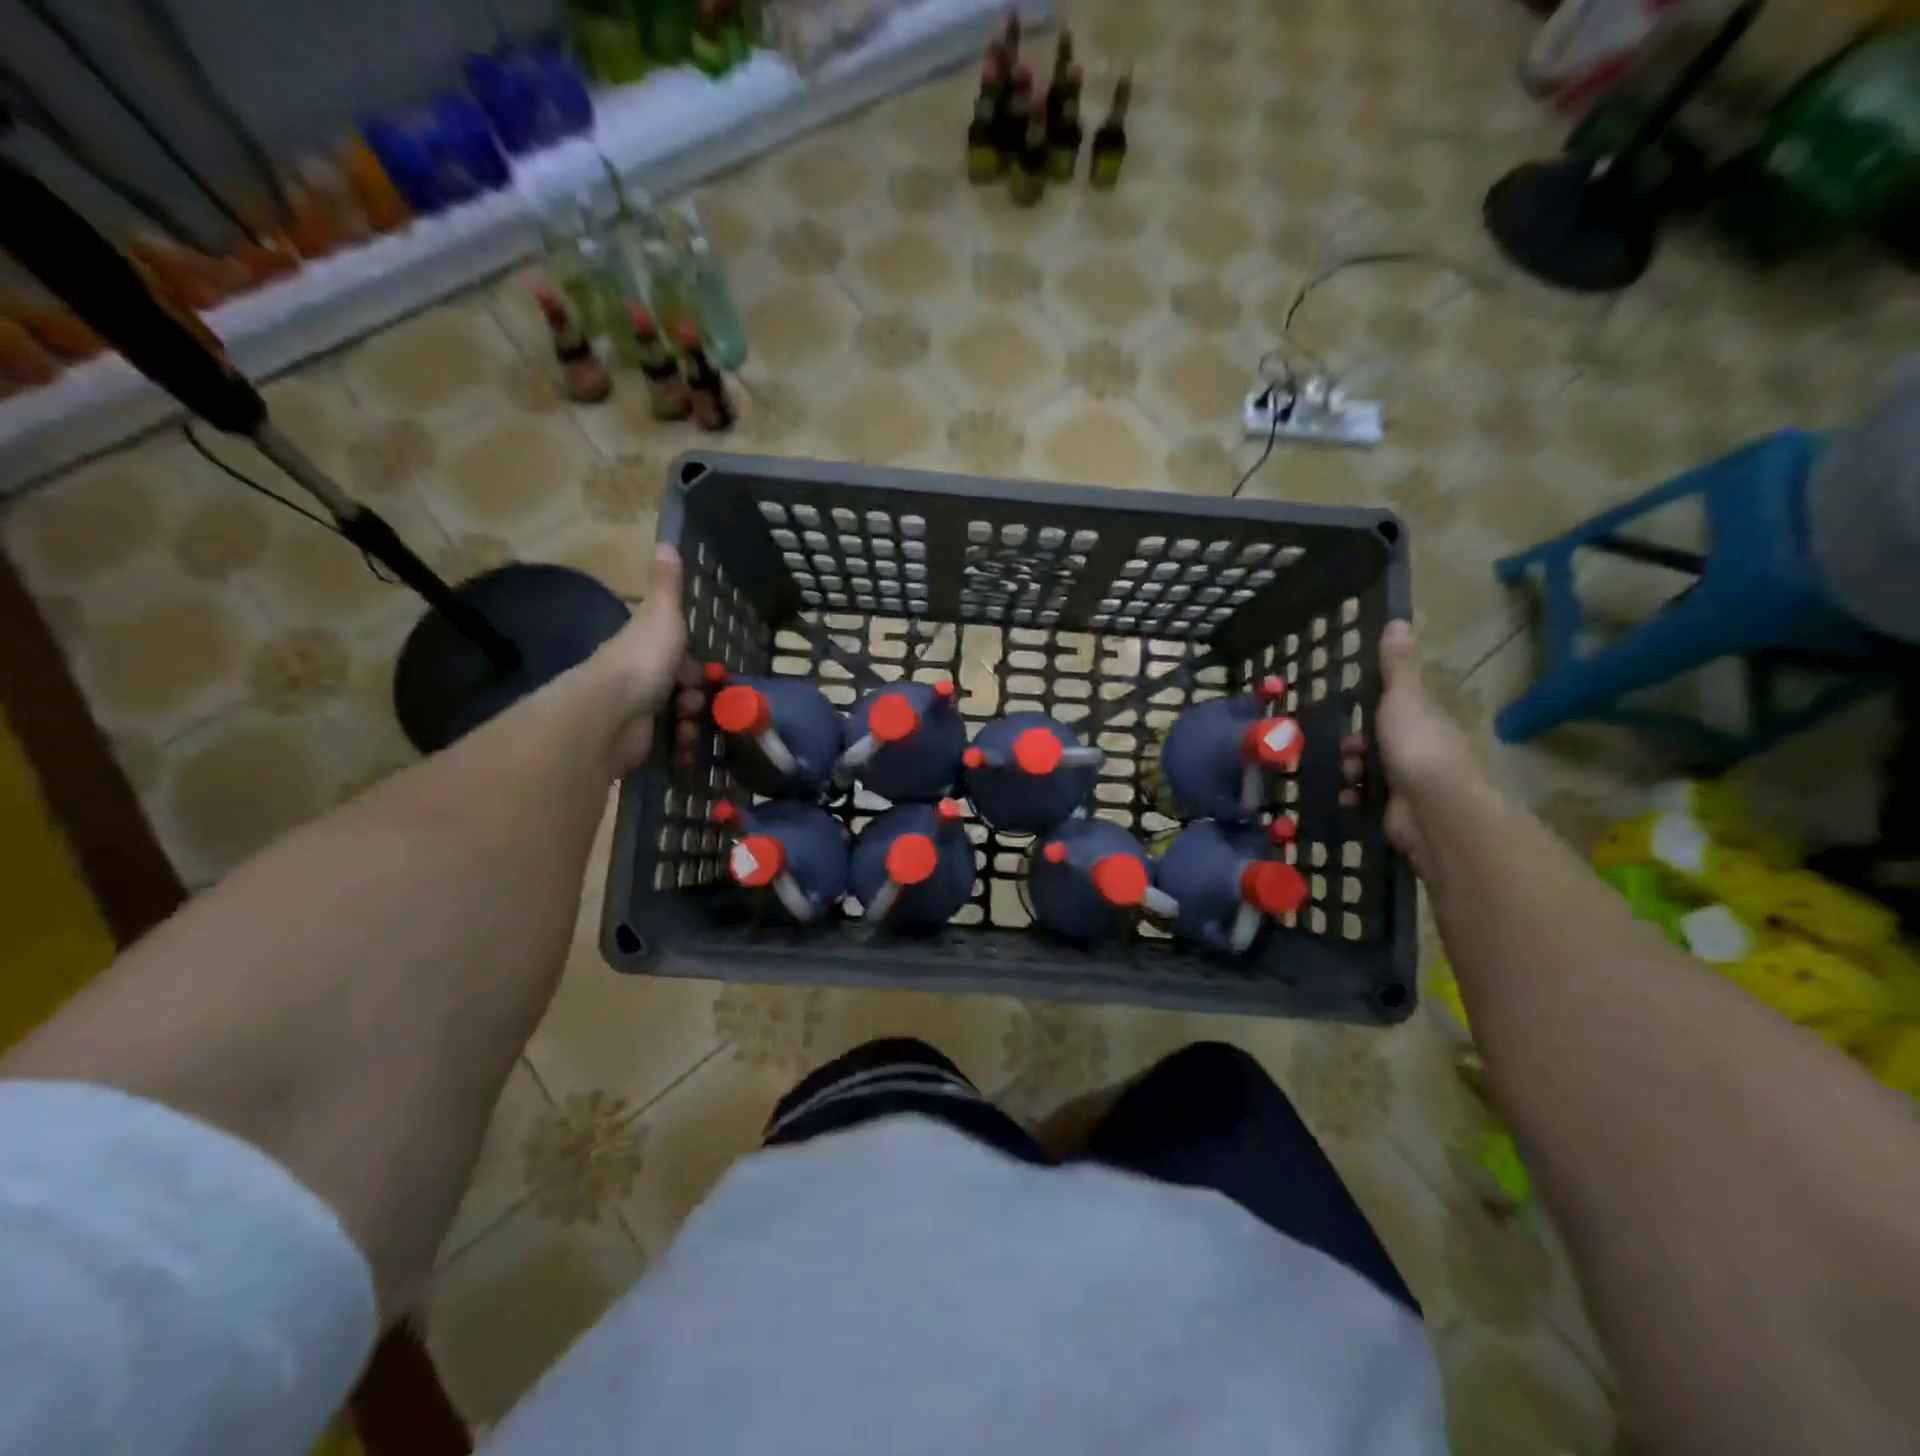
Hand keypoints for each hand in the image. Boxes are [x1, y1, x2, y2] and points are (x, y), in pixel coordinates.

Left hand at [593, 545, 699, 773]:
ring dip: (691, 725)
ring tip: (685, 728)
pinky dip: (681, 750)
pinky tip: (682, 749)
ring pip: (680, 720)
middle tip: (696, 703)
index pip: (681, 660)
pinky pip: (670, 748)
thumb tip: (666, 540)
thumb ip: (668, 586)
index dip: (698, 669)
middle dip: (698, 700)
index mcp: (647, 650)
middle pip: (684, 691)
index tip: (709, 677)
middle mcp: (641, 681)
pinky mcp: (640, 744)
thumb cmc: (642, 659)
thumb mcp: (662, 615)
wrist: (611, 712)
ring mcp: (639, 714)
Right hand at [1339, 620, 1480, 882]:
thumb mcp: (1403, 697)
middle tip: (1348, 749)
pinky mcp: (1398, 812)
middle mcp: (1422, 751)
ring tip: (1350, 776)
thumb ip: (1397, 665)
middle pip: (1377, 741)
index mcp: (1427, 721)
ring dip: (1351, 771)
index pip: (1397, 709)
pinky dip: (1355, 797)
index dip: (1372, 708)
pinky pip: (1367, 800)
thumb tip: (1400, 619)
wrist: (1433, 809)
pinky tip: (1351, 797)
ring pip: (1368, 770)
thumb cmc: (1418, 746)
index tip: (1352, 709)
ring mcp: (1411, 783)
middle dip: (1355, 745)